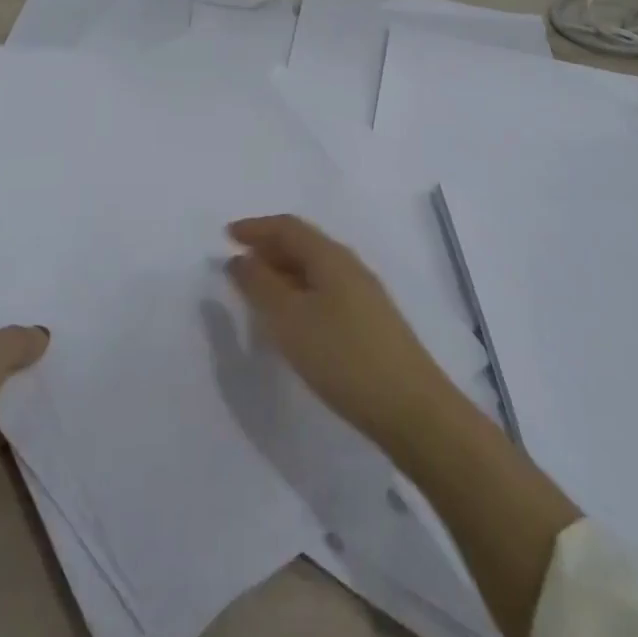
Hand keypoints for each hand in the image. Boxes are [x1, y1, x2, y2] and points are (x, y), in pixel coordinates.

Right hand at [226, 214, 457, 454]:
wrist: (411, 409)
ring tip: (257, 293)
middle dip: (268, 248)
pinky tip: (291, 321)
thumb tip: (240, 258)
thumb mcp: (289, 319)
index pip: (288, 227)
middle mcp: (349, 267)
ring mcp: (364, 295)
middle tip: (237, 265)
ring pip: (315, 270)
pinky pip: (325, 292)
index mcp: (331, 257)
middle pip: (303, 244)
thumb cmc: (342, 356)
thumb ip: (259, 285)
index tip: (226, 236)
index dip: (255, 227)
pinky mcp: (370, 323)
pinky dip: (299, 294)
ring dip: (283, 273)